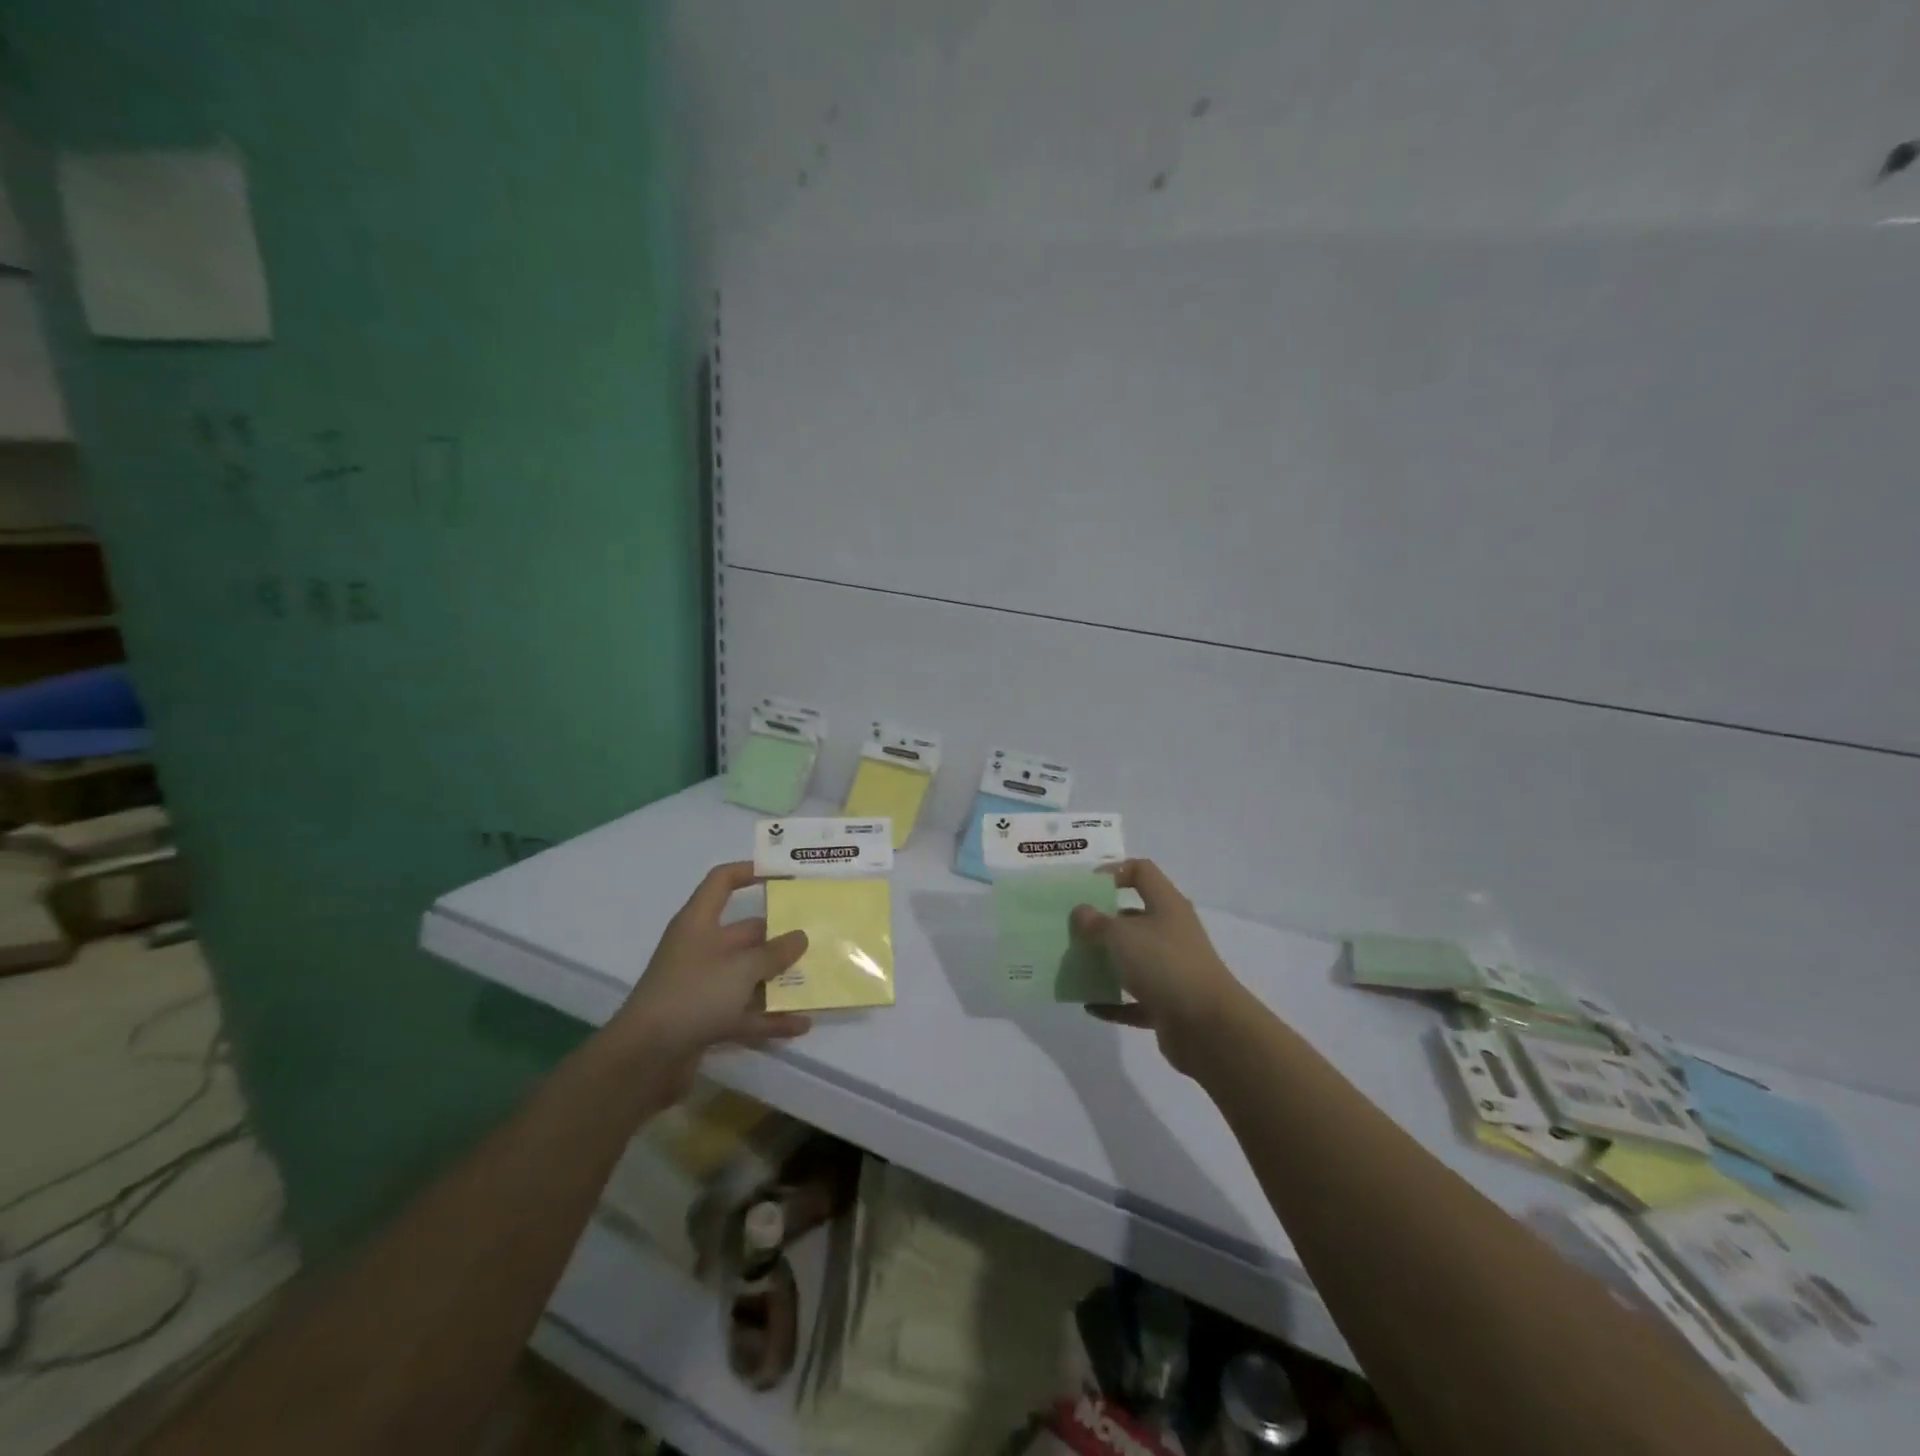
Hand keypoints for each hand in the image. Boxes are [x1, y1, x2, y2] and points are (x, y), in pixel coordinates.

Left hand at [613, 862, 810, 1085]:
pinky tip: (801, 1024)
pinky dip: (770, 1017)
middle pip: (745, 933)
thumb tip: (800, 936)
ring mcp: (702, 986)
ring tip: (816, 978)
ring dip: (778, 979)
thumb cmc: (693, 995)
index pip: (722, 882)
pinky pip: (744, 1012)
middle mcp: (701, 949)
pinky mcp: (705, 1020)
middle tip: (816, 934)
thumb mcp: (741, 968)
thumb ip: (774, 953)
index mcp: (699, 923)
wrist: (644, 1059)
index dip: (750, 872)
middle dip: (779, 935)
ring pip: (748, 975)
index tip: (783, 876)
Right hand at [1071, 860, 1247, 1076]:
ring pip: (1134, 959)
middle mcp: (1172, 933)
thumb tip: (1081, 911)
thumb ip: (1096, 922)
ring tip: (1076, 965)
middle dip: (1103, 922)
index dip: (1114, 871)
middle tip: (1073, 929)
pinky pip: (1136, 1000)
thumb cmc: (1164, 965)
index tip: (1086, 887)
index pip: (1142, 872)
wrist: (1208, 1028)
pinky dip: (1114, 1002)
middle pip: (1135, 917)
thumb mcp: (1121, 936)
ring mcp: (1173, 970)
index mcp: (1167, 905)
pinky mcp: (1170, 1004)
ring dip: (1107, 963)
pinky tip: (1090, 1005)